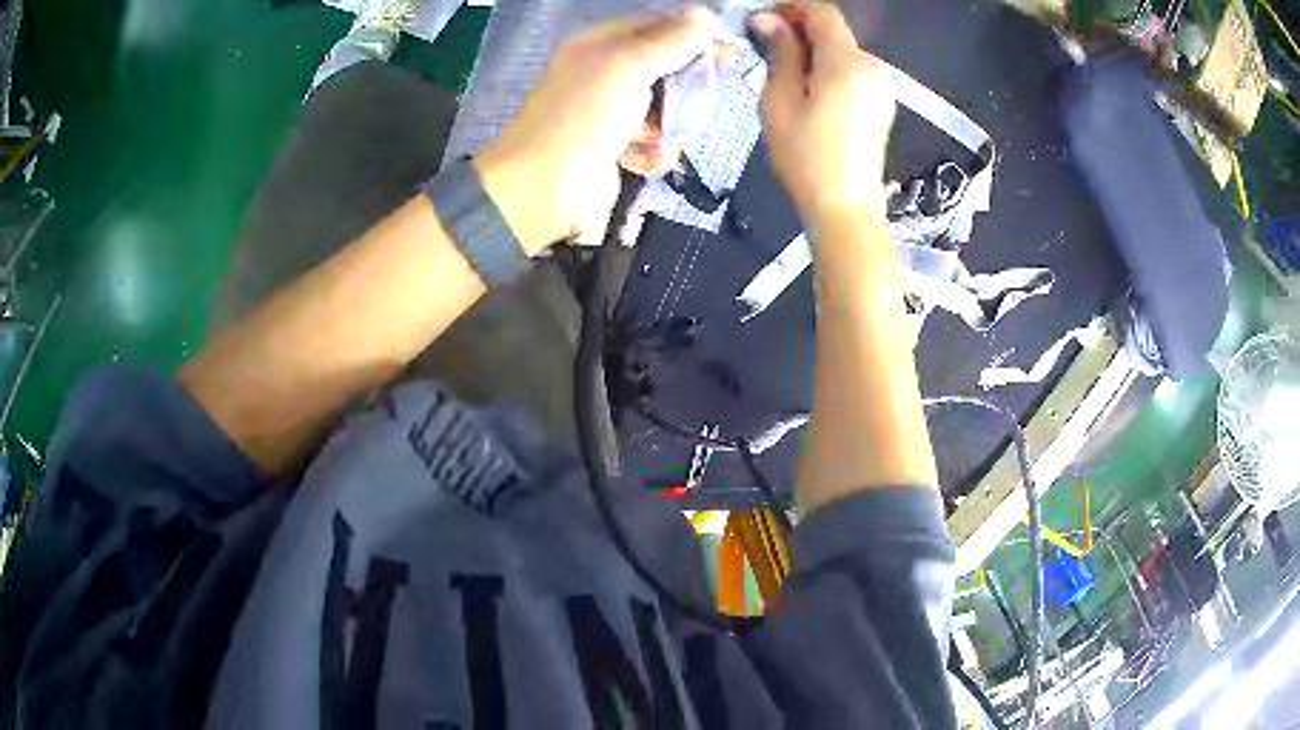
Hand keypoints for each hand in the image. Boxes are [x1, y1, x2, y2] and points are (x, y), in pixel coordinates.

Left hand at [473, 7, 722, 252]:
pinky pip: (653, 141)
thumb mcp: (629, 65)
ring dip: (672, 124)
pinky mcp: (615, 148)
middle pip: (665, 67)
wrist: (546, 188)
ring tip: (662, 136)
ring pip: (665, 106)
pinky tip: (646, 159)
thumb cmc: (585, 116)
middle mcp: (605, 73)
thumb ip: (670, 40)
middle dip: (686, 85)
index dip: (693, 34)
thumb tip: (707, 14)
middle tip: (702, 97)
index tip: (727, 49)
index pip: (656, 26)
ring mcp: (609, 112)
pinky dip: (655, 152)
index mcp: (600, 44)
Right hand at [752, 3, 895, 227]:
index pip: (822, 11)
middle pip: (834, 30)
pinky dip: (829, 69)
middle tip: (766, 48)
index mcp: (846, 64)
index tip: (762, 21)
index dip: (790, 7)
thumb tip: (769, 20)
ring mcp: (881, 87)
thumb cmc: (806, 159)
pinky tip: (810, 93)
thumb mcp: (780, 103)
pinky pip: (852, 72)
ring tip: (784, 75)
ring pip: (842, 51)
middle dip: (799, 29)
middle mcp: (871, 68)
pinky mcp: (882, 104)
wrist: (846, 210)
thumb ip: (780, 54)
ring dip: (813, 50)